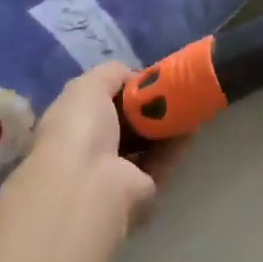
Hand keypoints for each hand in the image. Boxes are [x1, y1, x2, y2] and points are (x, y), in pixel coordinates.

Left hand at [28, 64, 185, 229]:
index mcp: (70, 124)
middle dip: (147, 106)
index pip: (98, 101)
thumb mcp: (87, 86)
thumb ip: (110, 73)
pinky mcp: (142, 187)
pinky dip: (177, 143)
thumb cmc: (80, 129)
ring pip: (146, 142)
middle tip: (173, 89)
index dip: (122, 88)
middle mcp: (90, 148)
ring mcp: (115, 171)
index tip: (147, 78)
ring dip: (165, 123)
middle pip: (125, 122)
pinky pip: (162, 160)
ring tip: (188, 102)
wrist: (91, 184)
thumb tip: (135, 77)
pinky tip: (192, 124)